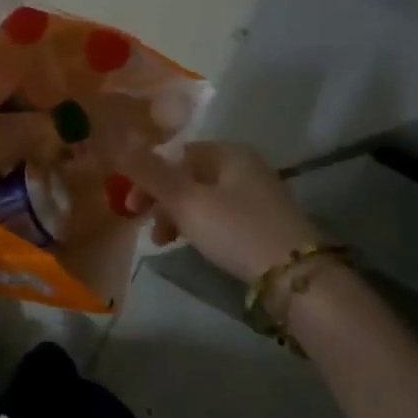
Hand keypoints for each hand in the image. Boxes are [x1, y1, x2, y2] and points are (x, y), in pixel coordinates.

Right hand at [118, 140, 320, 285]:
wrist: (298, 278)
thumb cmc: (237, 231)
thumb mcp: (187, 201)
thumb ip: (151, 172)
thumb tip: (119, 140)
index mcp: (228, 151)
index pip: (175, 154)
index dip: (148, 177)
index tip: (132, 207)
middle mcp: (244, 164)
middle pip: (188, 176)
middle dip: (162, 201)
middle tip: (147, 229)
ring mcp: (257, 193)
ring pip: (203, 197)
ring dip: (178, 216)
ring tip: (165, 243)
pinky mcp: (264, 221)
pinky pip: (221, 214)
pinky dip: (201, 226)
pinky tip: (194, 245)